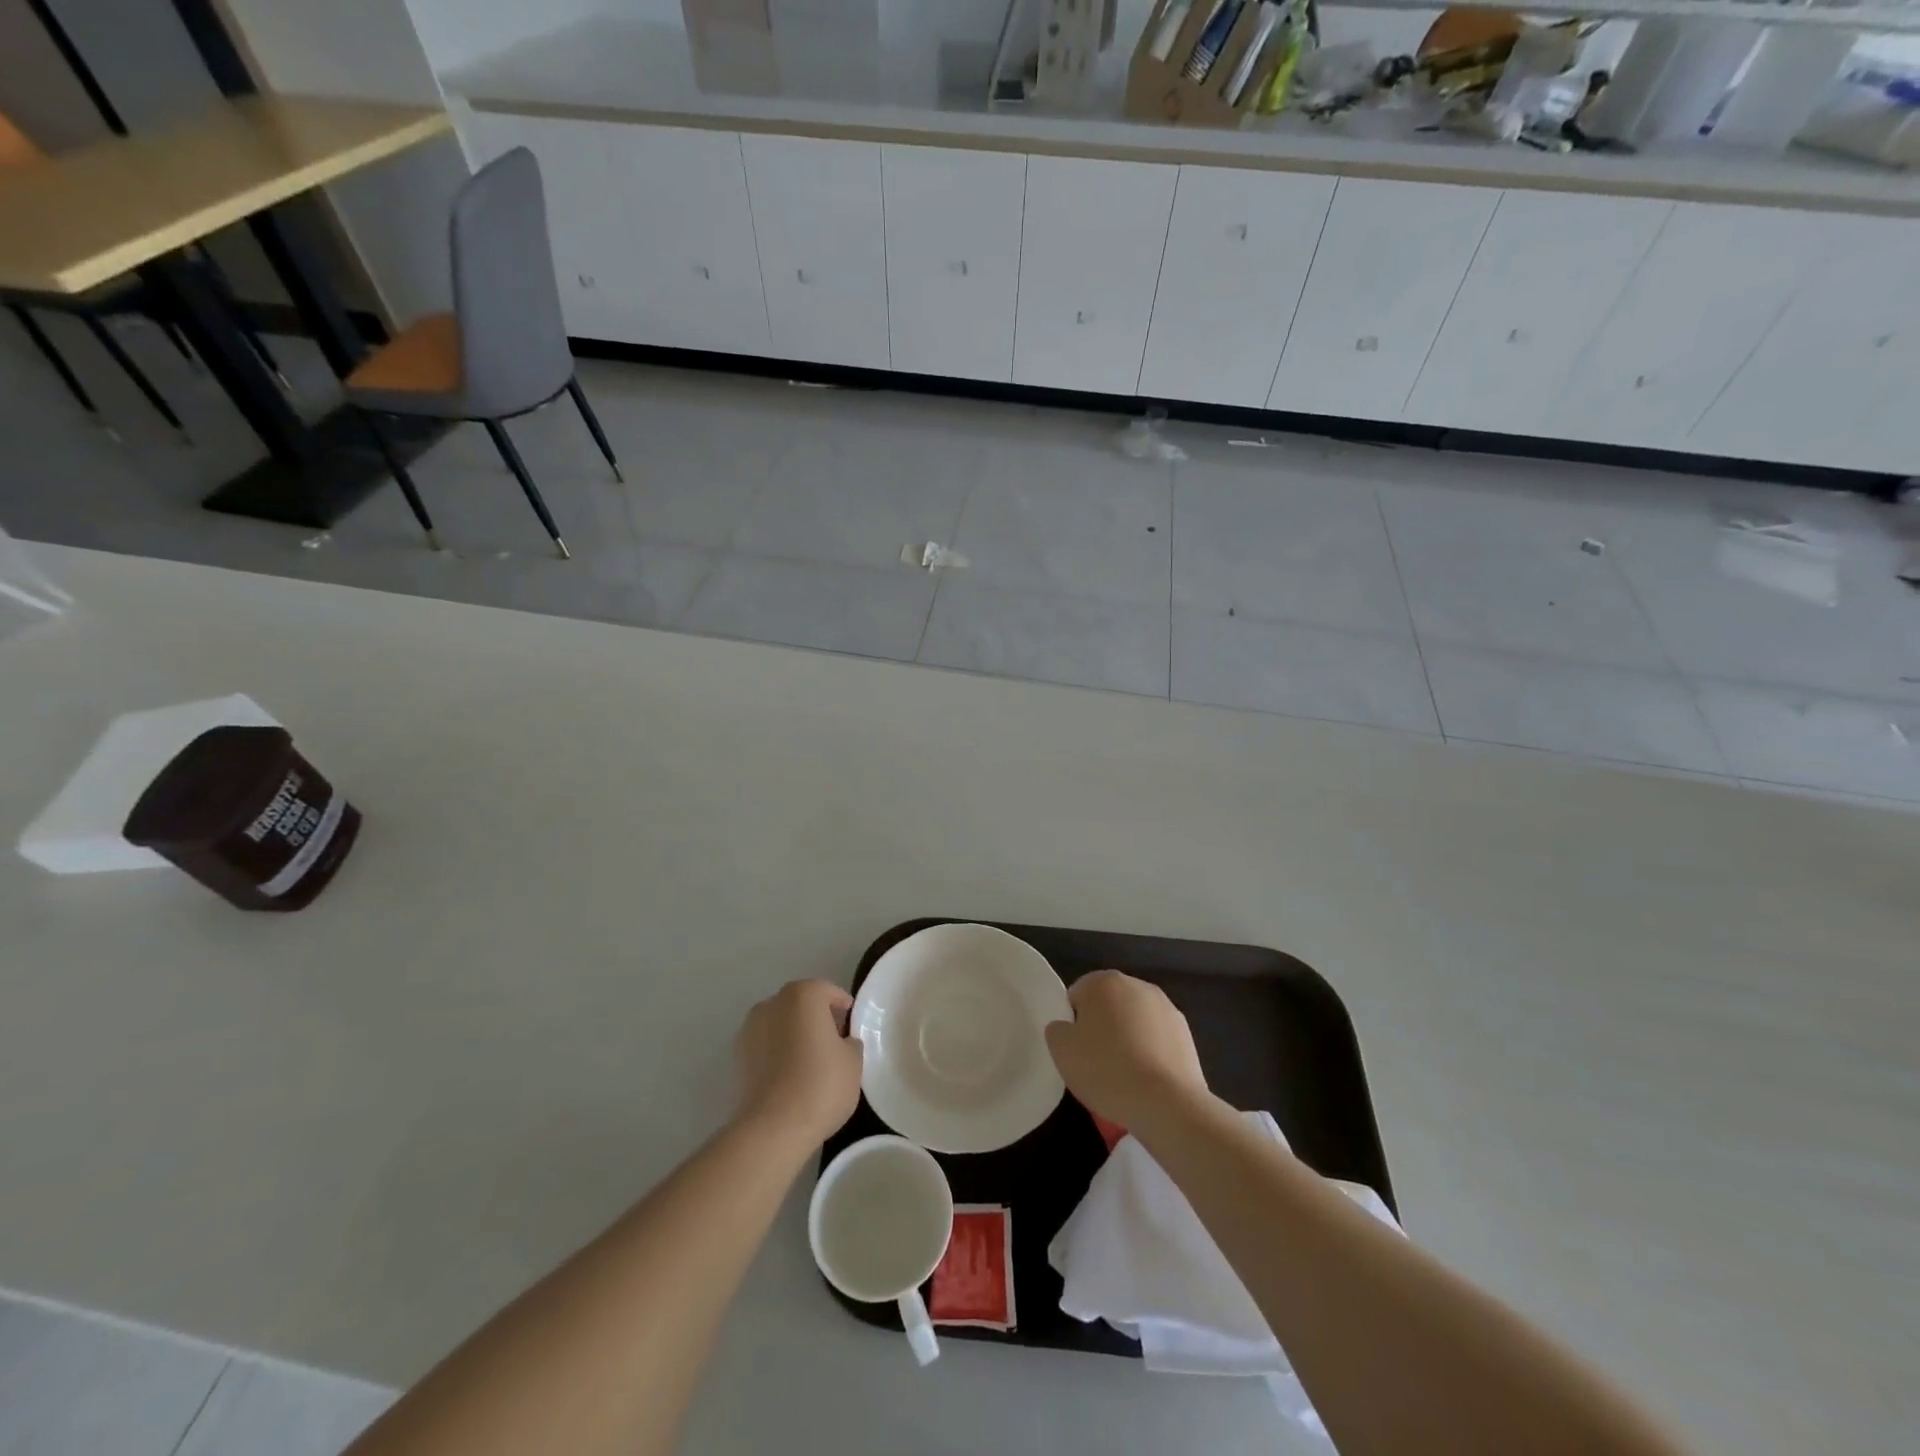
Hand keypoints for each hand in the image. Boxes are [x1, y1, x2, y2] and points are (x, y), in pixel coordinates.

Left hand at [734, 979, 863, 1148]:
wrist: (772, 1128)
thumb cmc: (821, 1085)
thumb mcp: (853, 1061)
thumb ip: (850, 1042)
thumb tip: (841, 1042)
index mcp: (803, 995)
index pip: (828, 992)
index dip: (843, 1007)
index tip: (852, 1025)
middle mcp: (772, 1003)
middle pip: (801, 1004)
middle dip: (817, 1018)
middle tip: (834, 1042)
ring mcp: (750, 1029)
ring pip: (780, 1024)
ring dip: (794, 1034)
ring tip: (810, 1061)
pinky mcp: (737, 1057)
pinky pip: (766, 1046)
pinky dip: (777, 1053)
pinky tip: (790, 1075)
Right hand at [1045, 970, 1208, 1132]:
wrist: (1167, 1104)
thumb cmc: (1106, 1070)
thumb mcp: (1061, 1050)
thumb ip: (1056, 1030)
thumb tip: (1067, 1027)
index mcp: (1104, 981)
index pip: (1077, 996)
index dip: (1072, 1025)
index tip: (1075, 1052)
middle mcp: (1137, 985)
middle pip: (1108, 1006)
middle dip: (1101, 1029)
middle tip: (1095, 1064)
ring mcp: (1166, 1008)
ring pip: (1134, 1023)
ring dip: (1126, 1040)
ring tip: (1122, 1077)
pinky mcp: (1186, 1034)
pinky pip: (1156, 1041)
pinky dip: (1149, 1054)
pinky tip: (1145, 1082)